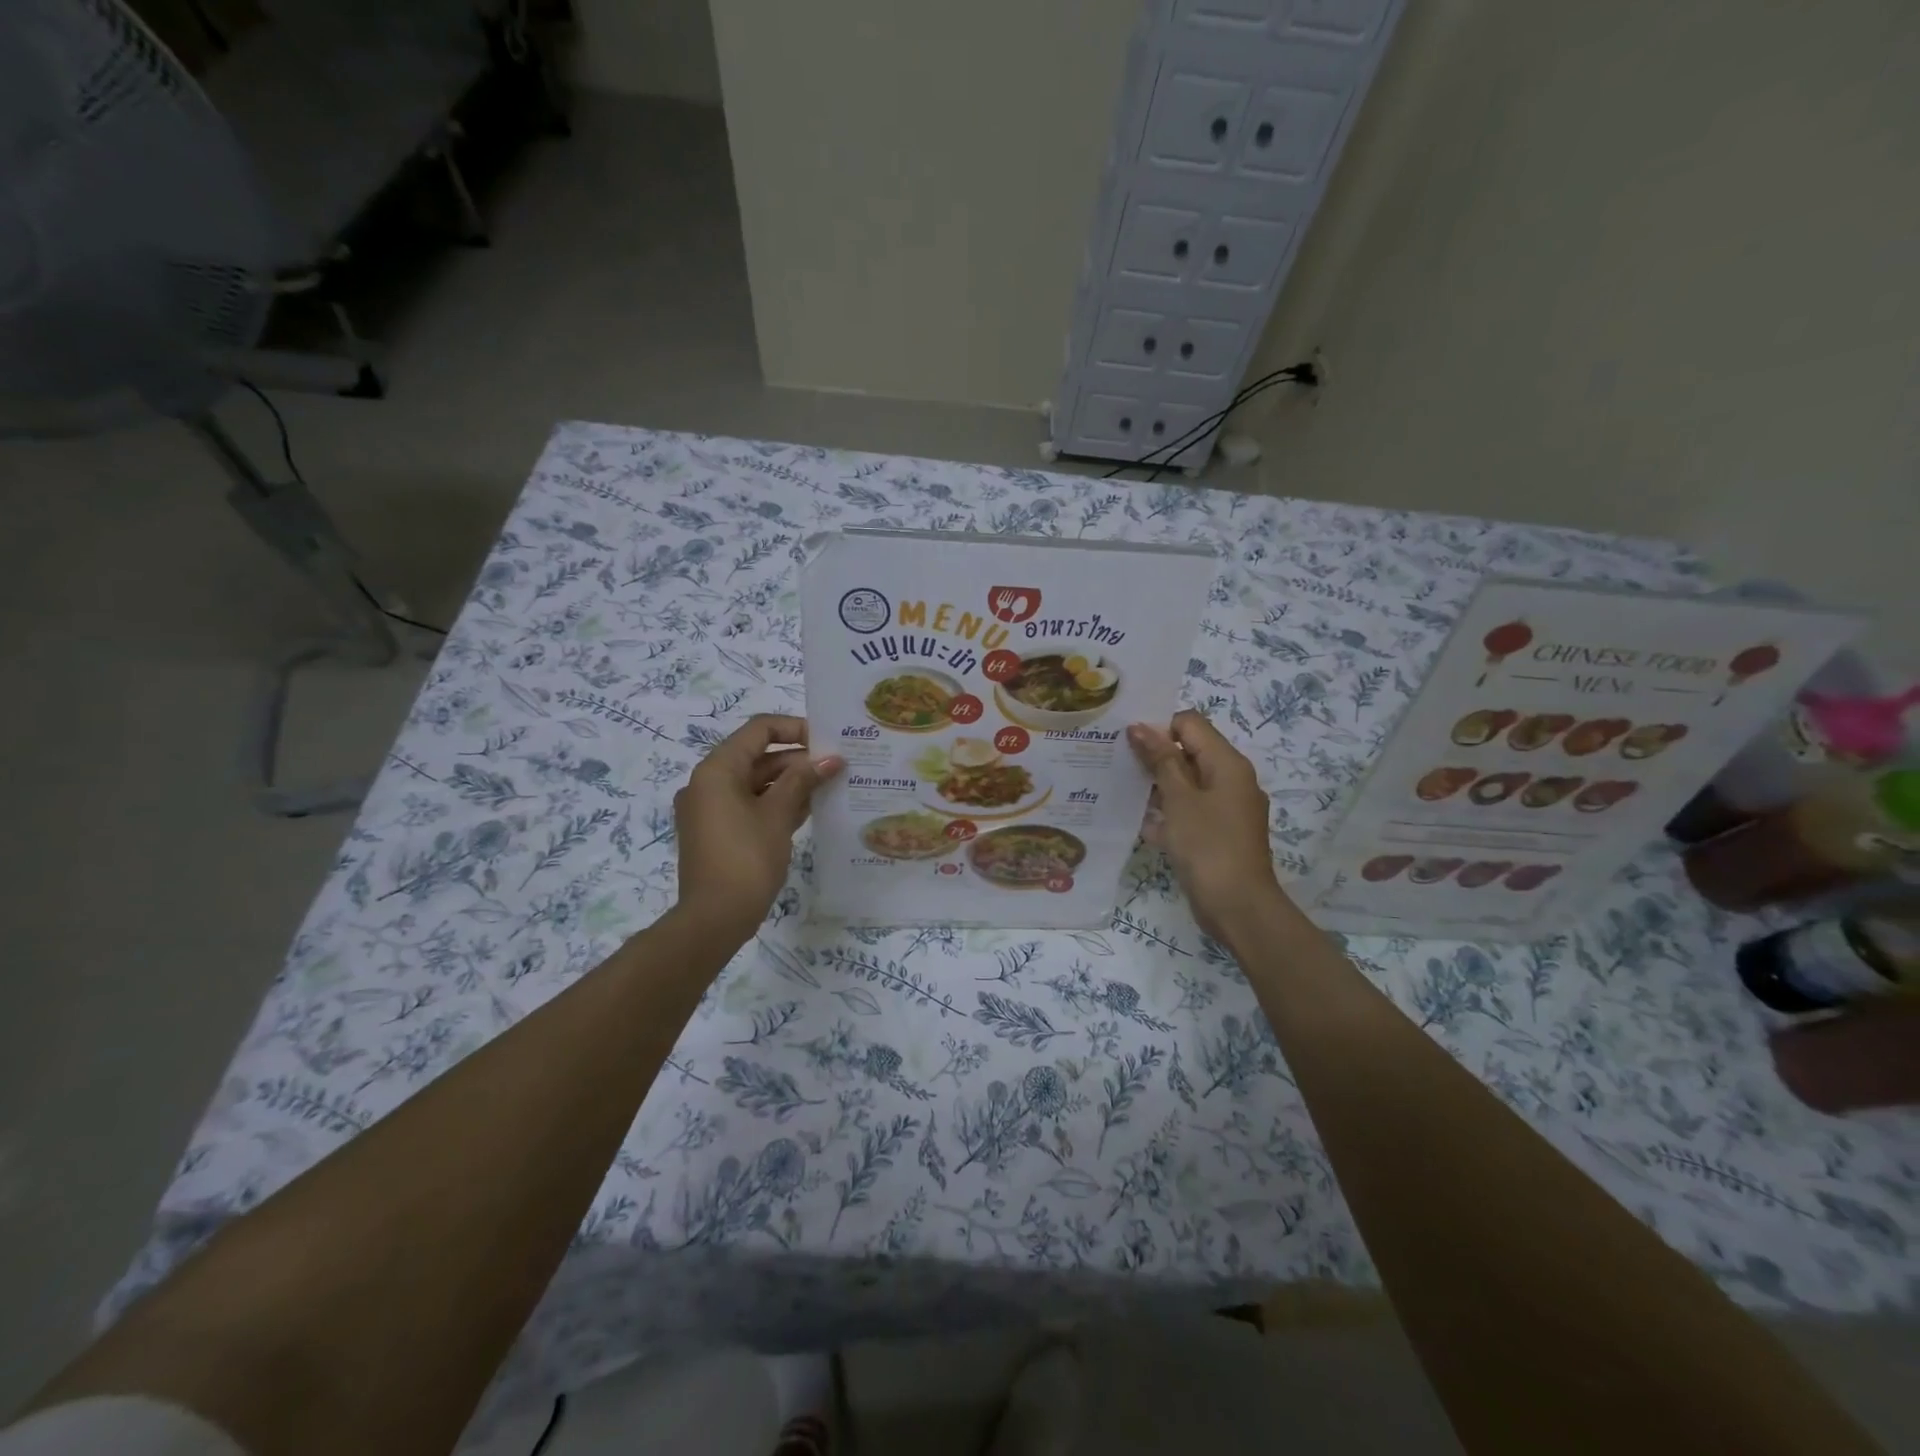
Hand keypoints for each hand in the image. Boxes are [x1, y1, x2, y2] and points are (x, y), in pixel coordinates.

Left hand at [674, 715, 842, 942]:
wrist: (715, 919)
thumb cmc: (746, 858)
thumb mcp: (778, 815)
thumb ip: (803, 780)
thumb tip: (831, 758)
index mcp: (717, 770)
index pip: (759, 730)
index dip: (795, 729)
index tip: (828, 741)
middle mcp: (709, 783)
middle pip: (758, 756)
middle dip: (798, 759)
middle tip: (837, 766)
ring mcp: (712, 809)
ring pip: (757, 783)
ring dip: (792, 782)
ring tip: (831, 785)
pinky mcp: (720, 832)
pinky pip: (751, 805)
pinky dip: (778, 803)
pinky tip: (812, 807)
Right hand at [1128, 710, 1286, 939]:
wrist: (1237, 907)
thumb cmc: (1208, 846)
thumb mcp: (1179, 799)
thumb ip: (1160, 760)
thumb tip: (1140, 726)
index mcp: (1227, 763)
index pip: (1190, 723)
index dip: (1159, 727)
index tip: (1127, 742)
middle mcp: (1231, 780)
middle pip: (1188, 752)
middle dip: (1154, 755)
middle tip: (1116, 761)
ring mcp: (1226, 808)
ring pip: (1186, 783)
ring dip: (1157, 784)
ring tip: (1120, 788)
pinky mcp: (1217, 833)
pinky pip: (1188, 810)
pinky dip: (1167, 812)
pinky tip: (1139, 821)